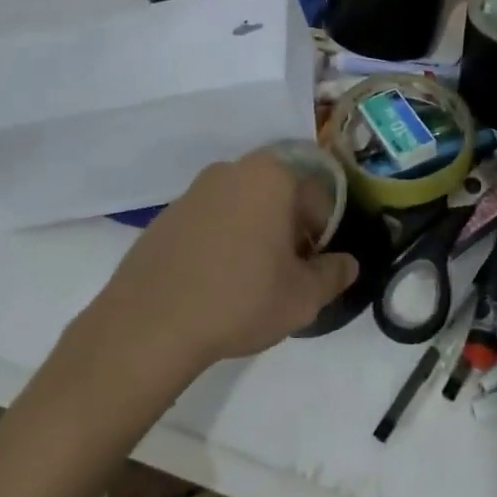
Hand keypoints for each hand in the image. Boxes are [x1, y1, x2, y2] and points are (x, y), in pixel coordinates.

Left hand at [92, 151, 359, 371]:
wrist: (149, 325)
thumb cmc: (240, 299)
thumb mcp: (304, 296)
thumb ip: (335, 274)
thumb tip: (347, 264)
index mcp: (271, 177)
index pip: (317, 196)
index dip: (322, 234)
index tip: (312, 268)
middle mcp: (231, 171)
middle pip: (278, 196)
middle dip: (288, 230)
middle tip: (284, 273)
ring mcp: (193, 192)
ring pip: (242, 207)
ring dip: (254, 234)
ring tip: (248, 281)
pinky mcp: (164, 217)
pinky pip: (209, 222)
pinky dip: (220, 242)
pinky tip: (213, 282)